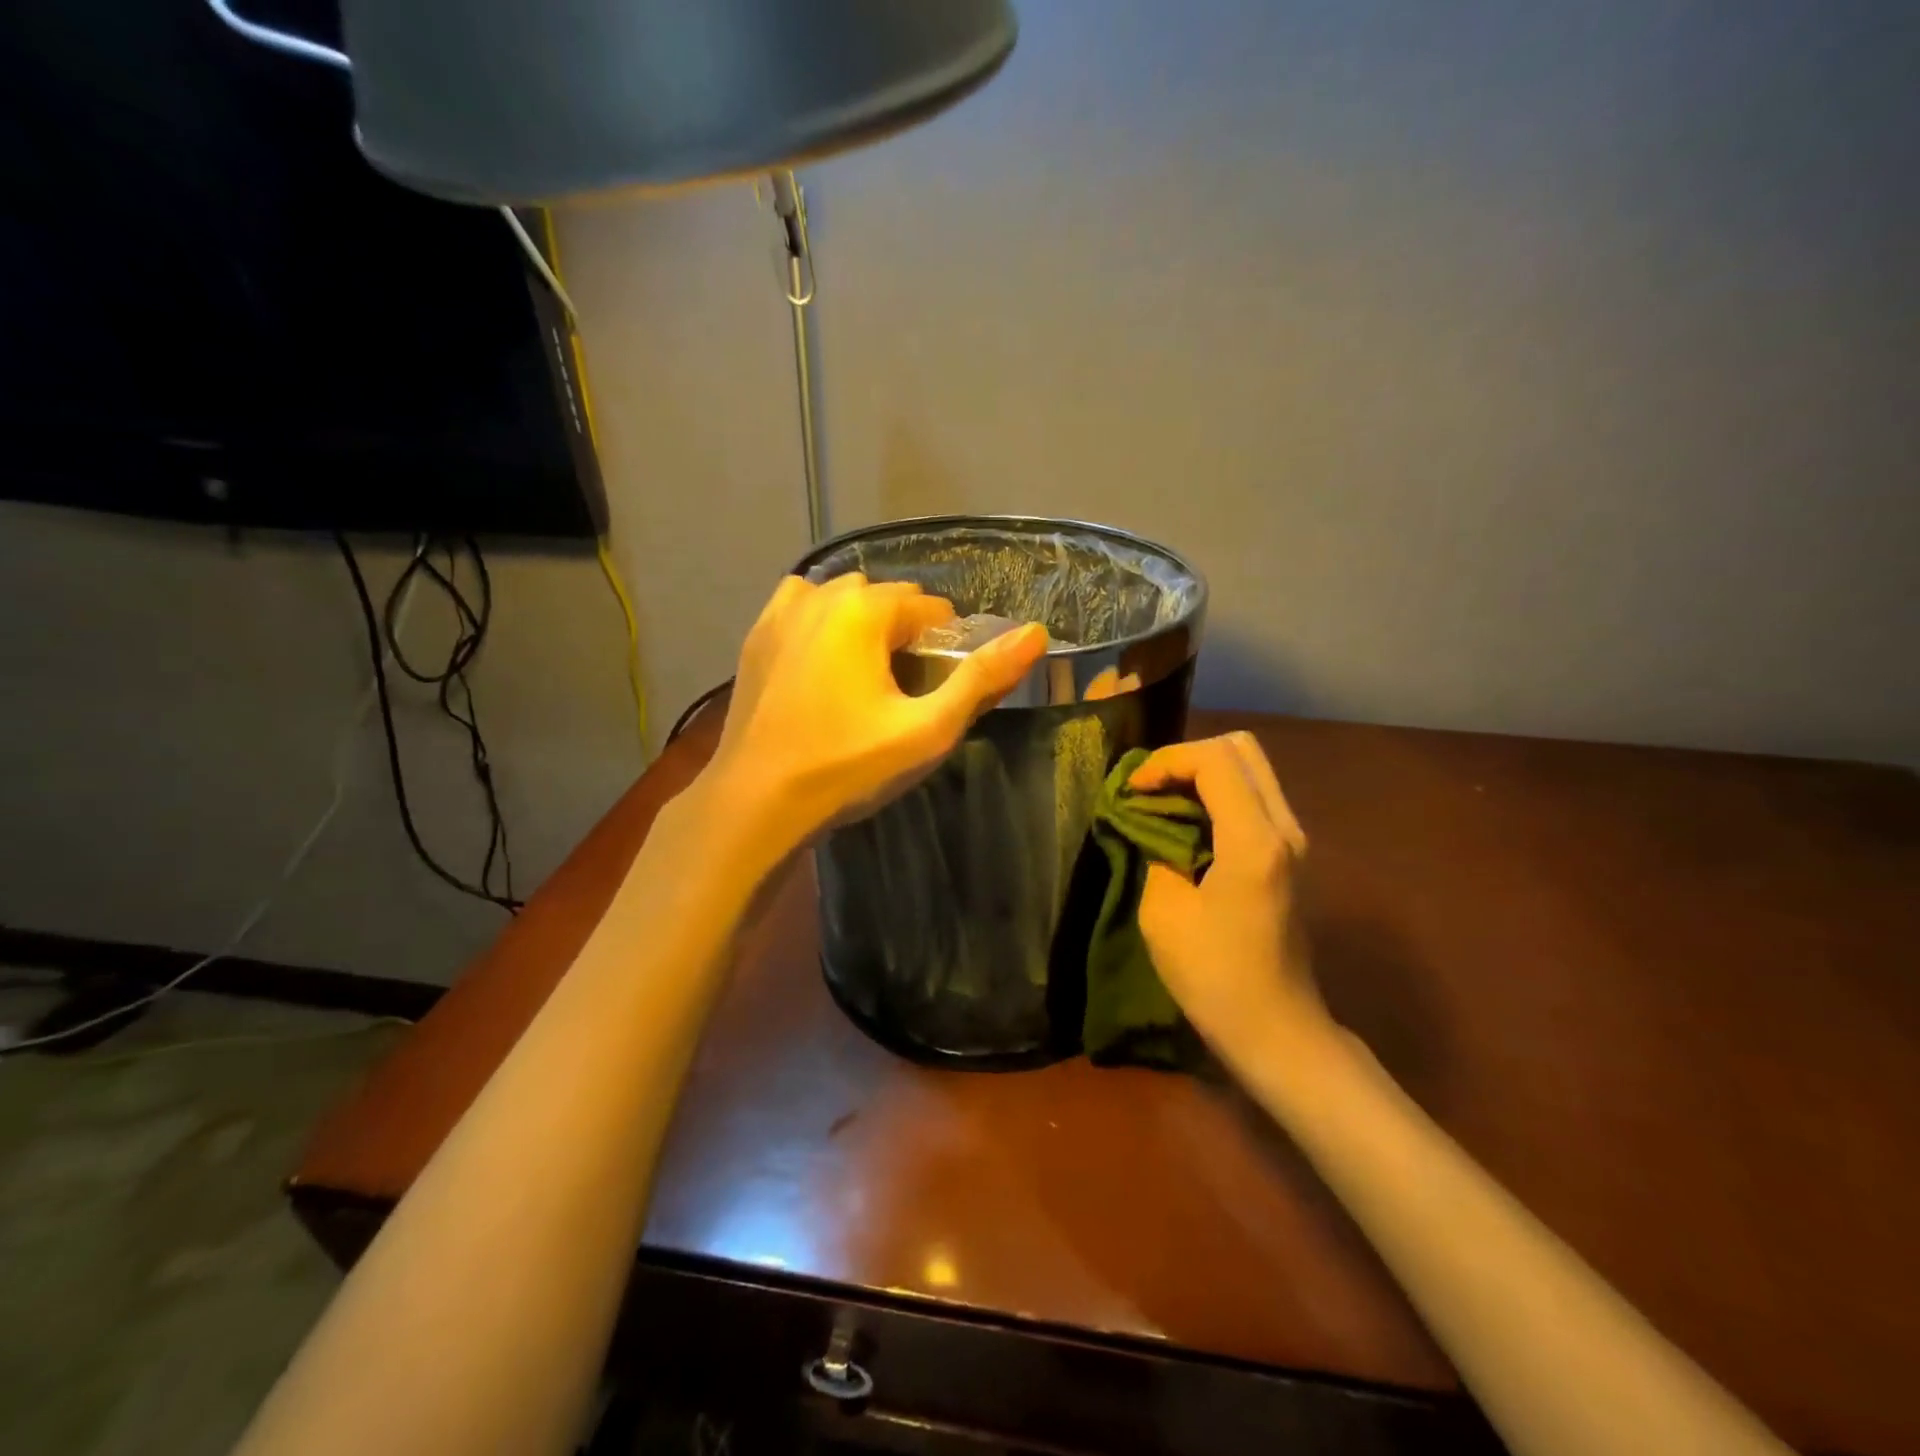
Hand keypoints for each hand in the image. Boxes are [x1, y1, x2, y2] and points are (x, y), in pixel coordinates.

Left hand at [703, 573, 1047, 851]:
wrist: (756, 802)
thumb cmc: (847, 767)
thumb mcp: (928, 730)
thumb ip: (983, 679)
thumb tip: (1035, 632)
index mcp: (865, 609)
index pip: (931, 609)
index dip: (946, 649)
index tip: (938, 692)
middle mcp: (822, 594)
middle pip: (888, 599)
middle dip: (907, 634)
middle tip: (906, 693)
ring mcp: (781, 612)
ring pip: (844, 599)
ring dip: (866, 625)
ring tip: (867, 679)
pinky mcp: (756, 636)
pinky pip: (803, 608)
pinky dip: (823, 622)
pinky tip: (825, 663)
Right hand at [1130, 732, 1331, 1063]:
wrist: (1276, 1028)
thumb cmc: (1214, 976)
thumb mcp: (1163, 912)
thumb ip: (1156, 851)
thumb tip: (1150, 824)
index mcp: (1254, 840)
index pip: (1214, 760)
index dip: (1165, 762)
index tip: (1132, 791)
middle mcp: (1284, 827)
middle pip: (1241, 749)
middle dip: (1187, 757)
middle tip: (1150, 787)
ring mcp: (1292, 840)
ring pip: (1250, 769)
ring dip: (1202, 774)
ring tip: (1162, 802)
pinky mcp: (1287, 855)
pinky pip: (1253, 797)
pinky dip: (1216, 794)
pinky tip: (1186, 823)